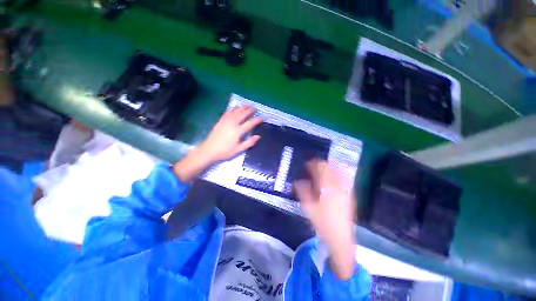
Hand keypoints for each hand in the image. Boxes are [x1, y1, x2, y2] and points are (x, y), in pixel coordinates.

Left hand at [198, 105, 262, 161]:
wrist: (209, 150)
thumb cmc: (225, 151)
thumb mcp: (239, 149)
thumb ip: (249, 142)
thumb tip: (258, 136)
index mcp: (238, 131)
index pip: (250, 123)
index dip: (257, 120)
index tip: (262, 118)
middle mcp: (232, 123)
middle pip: (243, 114)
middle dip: (250, 110)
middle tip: (255, 108)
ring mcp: (226, 121)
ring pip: (236, 111)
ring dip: (242, 107)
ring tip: (248, 105)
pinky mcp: (221, 120)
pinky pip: (228, 112)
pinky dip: (233, 108)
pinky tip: (236, 107)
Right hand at [294, 160, 356, 280]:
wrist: (340, 238)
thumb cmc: (322, 222)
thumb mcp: (308, 207)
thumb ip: (303, 191)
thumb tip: (298, 181)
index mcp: (327, 188)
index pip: (321, 169)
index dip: (314, 164)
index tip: (308, 163)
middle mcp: (338, 187)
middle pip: (331, 169)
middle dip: (322, 164)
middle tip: (315, 165)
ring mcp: (345, 191)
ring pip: (340, 172)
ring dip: (332, 167)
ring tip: (325, 168)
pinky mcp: (349, 196)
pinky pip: (346, 180)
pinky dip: (340, 174)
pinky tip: (336, 176)